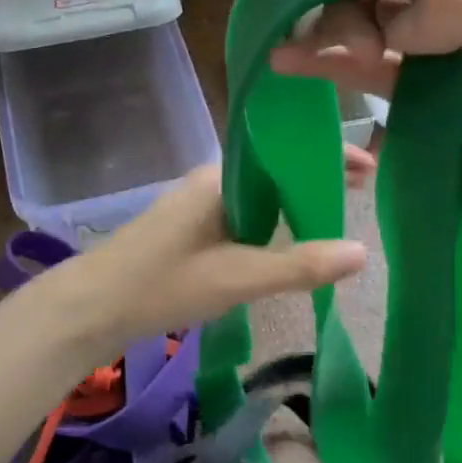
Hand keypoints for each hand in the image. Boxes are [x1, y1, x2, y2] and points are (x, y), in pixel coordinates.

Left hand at [52, 165, 366, 350]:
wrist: (91, 307)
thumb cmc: (163, 284)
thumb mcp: (237, 277)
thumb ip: (298, 265)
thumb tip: (361, 251)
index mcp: (220, 178)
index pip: (285, 154)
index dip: (328, 158)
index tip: (370, 165)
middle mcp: (210, 181)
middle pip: (275, 170)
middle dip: (317, 176)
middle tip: (363, 187)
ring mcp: (197, 203)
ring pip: (258, 193)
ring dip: (294, 198)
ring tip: (336, 209)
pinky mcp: (189, 227)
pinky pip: (242, 212)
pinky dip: (272, 219)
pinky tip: (287, 236)